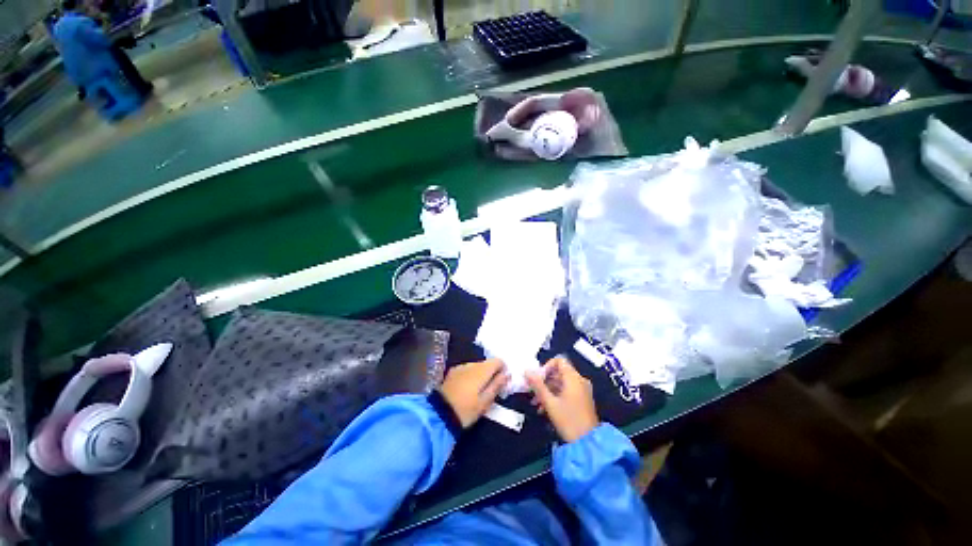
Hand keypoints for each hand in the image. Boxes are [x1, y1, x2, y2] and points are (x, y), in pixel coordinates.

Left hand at [439, 359, 509, 427]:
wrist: (440, 414)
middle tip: (490, 389)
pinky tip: (466, 389)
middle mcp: (472, 364)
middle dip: (491, 373)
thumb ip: (497, 386)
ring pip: (476, 366)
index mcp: (482, 370)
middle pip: (487, 363)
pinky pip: (467, 370)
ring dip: (480, 374)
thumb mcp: (485, 402)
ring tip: (477, 391)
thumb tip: (507, 374)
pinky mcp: (452, 371)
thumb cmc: (466, 410)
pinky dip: (470, 376)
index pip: (497, 361)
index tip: (502, 382)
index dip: (502, 369)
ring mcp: (461, 367)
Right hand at [526, 357, 598, 442]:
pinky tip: (544, 408)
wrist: (588, 444)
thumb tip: (527, 371)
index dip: (546, 366)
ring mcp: (582, 391)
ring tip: (536, 403)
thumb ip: (537, 385)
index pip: (559, 361)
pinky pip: (567, 391)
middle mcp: (579, 380)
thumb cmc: (568, 420)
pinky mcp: (582, 400)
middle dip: (544, 381)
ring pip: (561, 383)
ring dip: (547, 390)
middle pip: (559, 372)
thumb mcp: (549, 402)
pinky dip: (555, 396)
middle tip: (533, 391)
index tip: (537, 378)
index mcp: (573, 378)